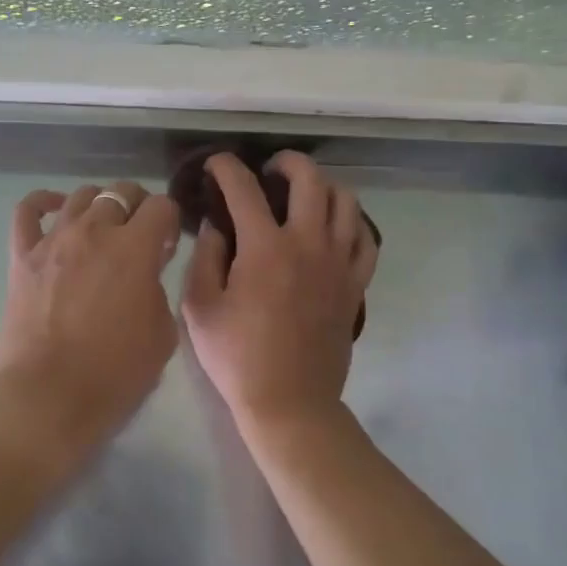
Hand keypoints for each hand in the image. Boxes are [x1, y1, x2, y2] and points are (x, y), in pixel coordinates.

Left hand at [0, 181, 181, 447]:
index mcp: (135, 247)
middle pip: (121, 192)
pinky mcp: (23, 255)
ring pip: (81, 195)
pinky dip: (44, 202)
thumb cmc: (116, 372)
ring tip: (103, 227)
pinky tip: (57, 208)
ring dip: (100, 205)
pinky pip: (28, 211)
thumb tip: (146, 273)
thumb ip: (158, 289)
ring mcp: (55, 239)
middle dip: (138, 207)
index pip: (162, 206)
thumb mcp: (163, 333)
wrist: (51, 396)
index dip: (170, 222)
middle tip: (139, 236)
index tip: (167, 246)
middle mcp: (95, 230)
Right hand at [182, 152, 379, 438]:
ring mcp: (338, 263)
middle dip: (287, 162)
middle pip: (310, 179)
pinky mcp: (355, 284)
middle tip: (270, 170)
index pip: (244, 188)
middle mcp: (308, 244)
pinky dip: (352, 223)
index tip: (216, 164)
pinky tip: (334, 228)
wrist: (290, 403)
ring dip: (323, 187)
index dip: (226, 167)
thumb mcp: (200, 308)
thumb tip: (217, 225)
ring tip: (304, 195)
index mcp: (265, 248)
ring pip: (346, 201)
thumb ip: (206, 257)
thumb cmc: (237, 357)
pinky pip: (366, 239)